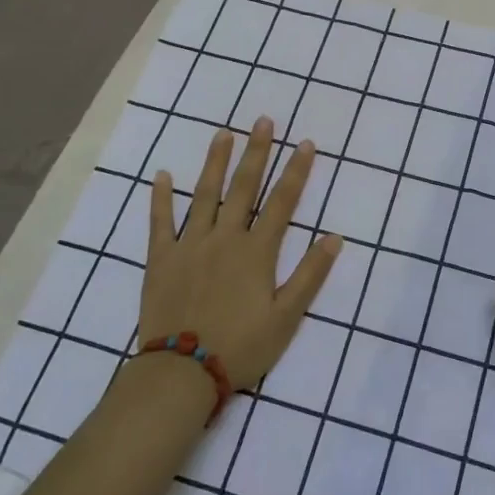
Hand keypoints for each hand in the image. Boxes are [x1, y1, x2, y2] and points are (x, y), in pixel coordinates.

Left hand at [138, 117, 340, 390]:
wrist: (182, 374)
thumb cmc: (241, 347)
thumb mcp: (286, 317)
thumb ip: (310, 275)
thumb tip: (334, 237)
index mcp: (256, 251)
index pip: (282, 202)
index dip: (296, 171)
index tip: (306, 143)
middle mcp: (225, 238)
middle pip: (244, 188)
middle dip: (257, 153)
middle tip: (263, 121)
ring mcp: (190, 245)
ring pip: (204, 195)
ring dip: (215, 162)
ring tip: (223, 134)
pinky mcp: (161, 259)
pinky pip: (160, 222)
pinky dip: (160, 198)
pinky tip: (162, 175)